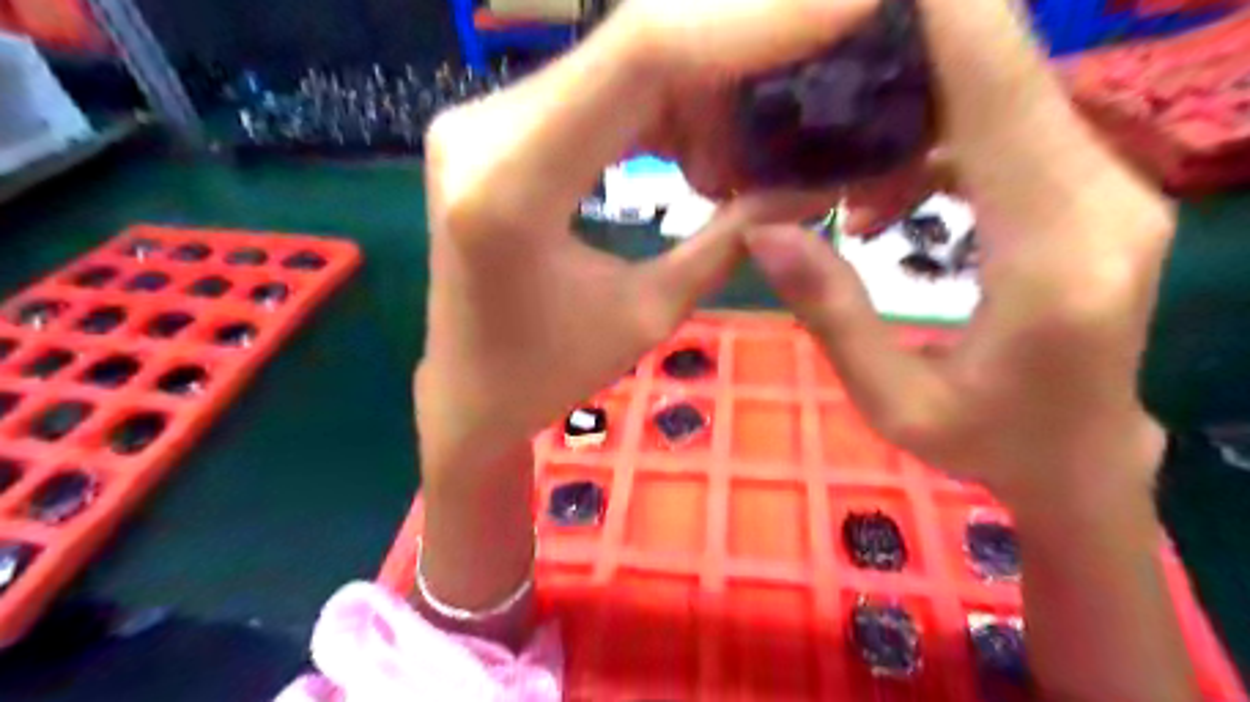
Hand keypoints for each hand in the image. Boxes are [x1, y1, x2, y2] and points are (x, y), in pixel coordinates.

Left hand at [418, 1, 875, 478]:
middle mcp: (483, 127)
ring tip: (738, 160)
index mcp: (514, 185)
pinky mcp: (496, 128)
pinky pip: (596, 93)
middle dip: (736, 62)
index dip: (751, 19)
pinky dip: (659, 112)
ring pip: (619, 66)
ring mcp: (482, 119)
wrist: (467, 389)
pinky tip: (693, 157)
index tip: (844, 5)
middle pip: (634, 47)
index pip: (641, 56)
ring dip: (697, 97)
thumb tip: (815, 185)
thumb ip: (730, 240)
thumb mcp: (649, 315)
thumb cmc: (546, 374)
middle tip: (804, 97)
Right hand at [741, 0, 1172, 510]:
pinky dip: (939, 148)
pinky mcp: (1095, 194)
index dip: (951, 20)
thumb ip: (833, 313)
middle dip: (911, 65)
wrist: (1083, 459)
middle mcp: (1104, 203)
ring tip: (852, 194)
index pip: (1003, 97)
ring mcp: (1111, 191)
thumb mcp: (893, 400)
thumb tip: (764, 232)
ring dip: (915, 123)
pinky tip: (888, 202)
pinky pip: (1010, 135)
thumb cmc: (987, 443)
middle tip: (822, 97)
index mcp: (1053, 260)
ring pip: (1004, 103)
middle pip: (1006, 80)